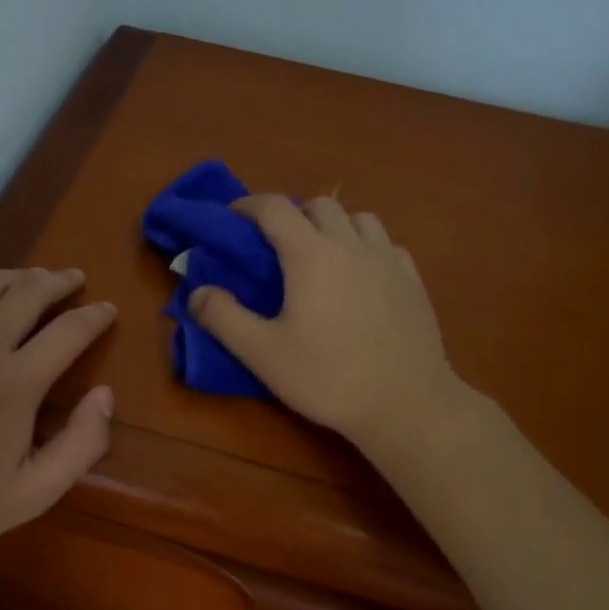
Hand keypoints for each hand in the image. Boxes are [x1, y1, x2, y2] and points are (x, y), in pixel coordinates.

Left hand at [0, 268, 115, 561]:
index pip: (68, 331)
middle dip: (58, 282)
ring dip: (15, 276)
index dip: (95, 316)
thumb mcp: (36, 493)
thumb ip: (82, 444)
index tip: (107, 309)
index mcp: (14, 384)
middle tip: (74, 279)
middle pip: (27, 292)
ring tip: (32, 278)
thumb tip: (105, 394)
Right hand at [187, 196, 462, 449]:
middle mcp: (351, 244)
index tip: (232, 218)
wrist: (406, 404)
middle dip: (291, 214)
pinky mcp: (413, 280)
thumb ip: (223, 318)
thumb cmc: (328, 378)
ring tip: (320, 256)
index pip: (274, 207)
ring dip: (333, 225)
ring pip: (358, 218)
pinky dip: (365, 246)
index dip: (248, 205)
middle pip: (319, 205)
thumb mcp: (262, 354)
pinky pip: (385, 244)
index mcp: (310, 254)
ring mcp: (387, 259)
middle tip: (275, 245)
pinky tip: (360, 276)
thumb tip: (196, 292)